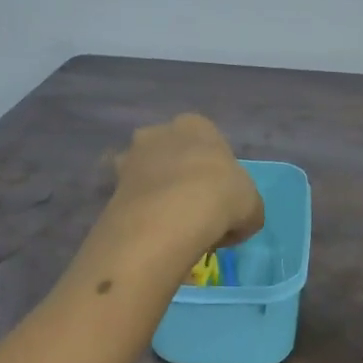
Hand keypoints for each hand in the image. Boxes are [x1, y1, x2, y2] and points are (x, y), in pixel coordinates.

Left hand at [108, 113, 263, 250]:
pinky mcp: (110, 188)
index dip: (215, 172)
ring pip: (145, 175)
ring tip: (169, 227)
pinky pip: (130, 200)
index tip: (221, 199)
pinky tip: (152, 236)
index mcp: (196, 125)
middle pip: (170, 153)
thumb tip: (233, 223)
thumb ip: (244, 208)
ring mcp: (129, 158)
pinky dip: (139, 215)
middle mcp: (158, 133)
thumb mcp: (253, 206)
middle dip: (178, 176)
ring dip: (154, 194)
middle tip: (193, 210)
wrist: (172, 216)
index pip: (207, 142)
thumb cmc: (222, 197)